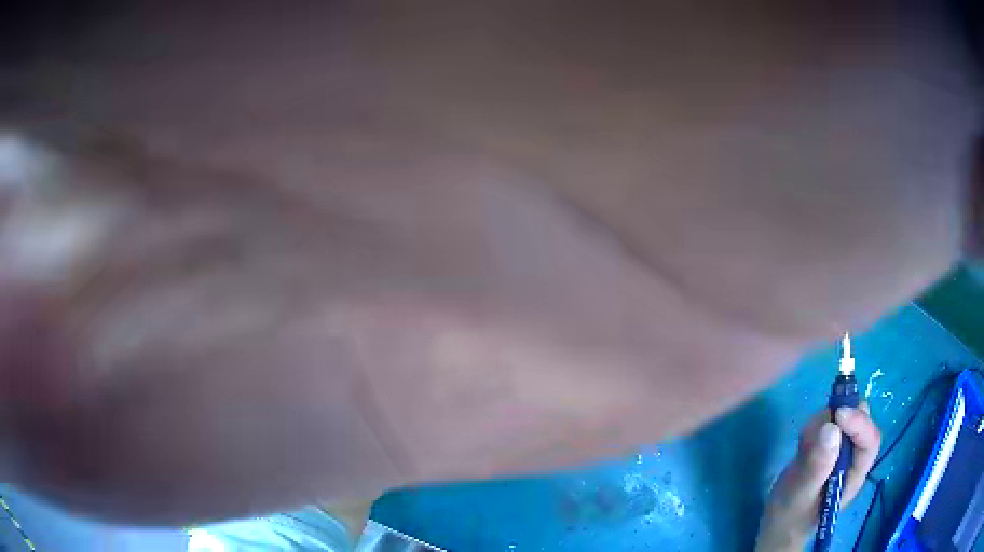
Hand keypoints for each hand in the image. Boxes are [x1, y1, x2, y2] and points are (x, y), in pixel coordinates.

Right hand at [755, 403, 881, 551]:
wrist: (777, 525)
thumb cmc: (790, 517)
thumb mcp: (800, 496)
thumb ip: (817, 466)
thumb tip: (831, 428)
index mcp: (855, 474)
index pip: (869, 441)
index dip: (859, 424)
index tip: (838, 414)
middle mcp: (853, 457)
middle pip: (861, 422)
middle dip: (842, 416)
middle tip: (819, 424)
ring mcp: (840, 449)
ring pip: (843, 417)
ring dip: (824, 421)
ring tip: (804, 446)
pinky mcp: (826, 445)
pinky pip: (827, 421)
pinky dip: (814, 426)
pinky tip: (802, 446)